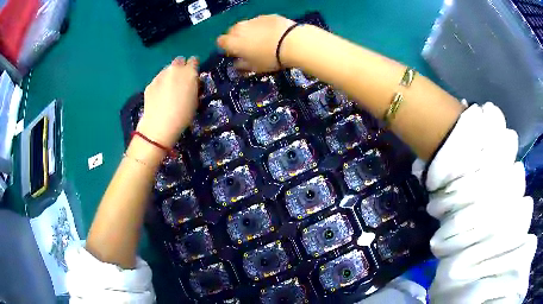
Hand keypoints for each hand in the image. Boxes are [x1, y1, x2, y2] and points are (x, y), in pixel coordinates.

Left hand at [137, 57, 198, 147]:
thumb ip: (193, 86)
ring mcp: (160, 75)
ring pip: (167, 69)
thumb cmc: (183, 115)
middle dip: (181, 67)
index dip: (194, 66)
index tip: (194, 73)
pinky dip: (160, 84)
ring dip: (170, 75)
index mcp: (189, 72)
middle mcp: (174, 69)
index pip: (194, 60)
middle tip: (181, 80)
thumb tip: (191, 82)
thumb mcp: (195, 100)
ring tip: (169, 89)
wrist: (159, 125)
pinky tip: (159, 96)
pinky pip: (158, 80)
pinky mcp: (150, 83)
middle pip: (179, 60)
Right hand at [217, 15, 295, 72]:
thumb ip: (242, 65)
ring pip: (245, 25)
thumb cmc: (270, 58)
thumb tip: (236, 64)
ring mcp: (253, 20)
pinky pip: (259, 21)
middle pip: (232, 31)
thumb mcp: (255, 67)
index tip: (235, 52)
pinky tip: (273, 33)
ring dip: (249, 31)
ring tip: (262, 39)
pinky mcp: (266, 15)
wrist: (292, 42)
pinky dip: (262, 26)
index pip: (220, 41)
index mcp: (233, 42)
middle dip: (236, 37)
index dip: (226, 47)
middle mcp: (239, 28)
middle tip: (248, 46)